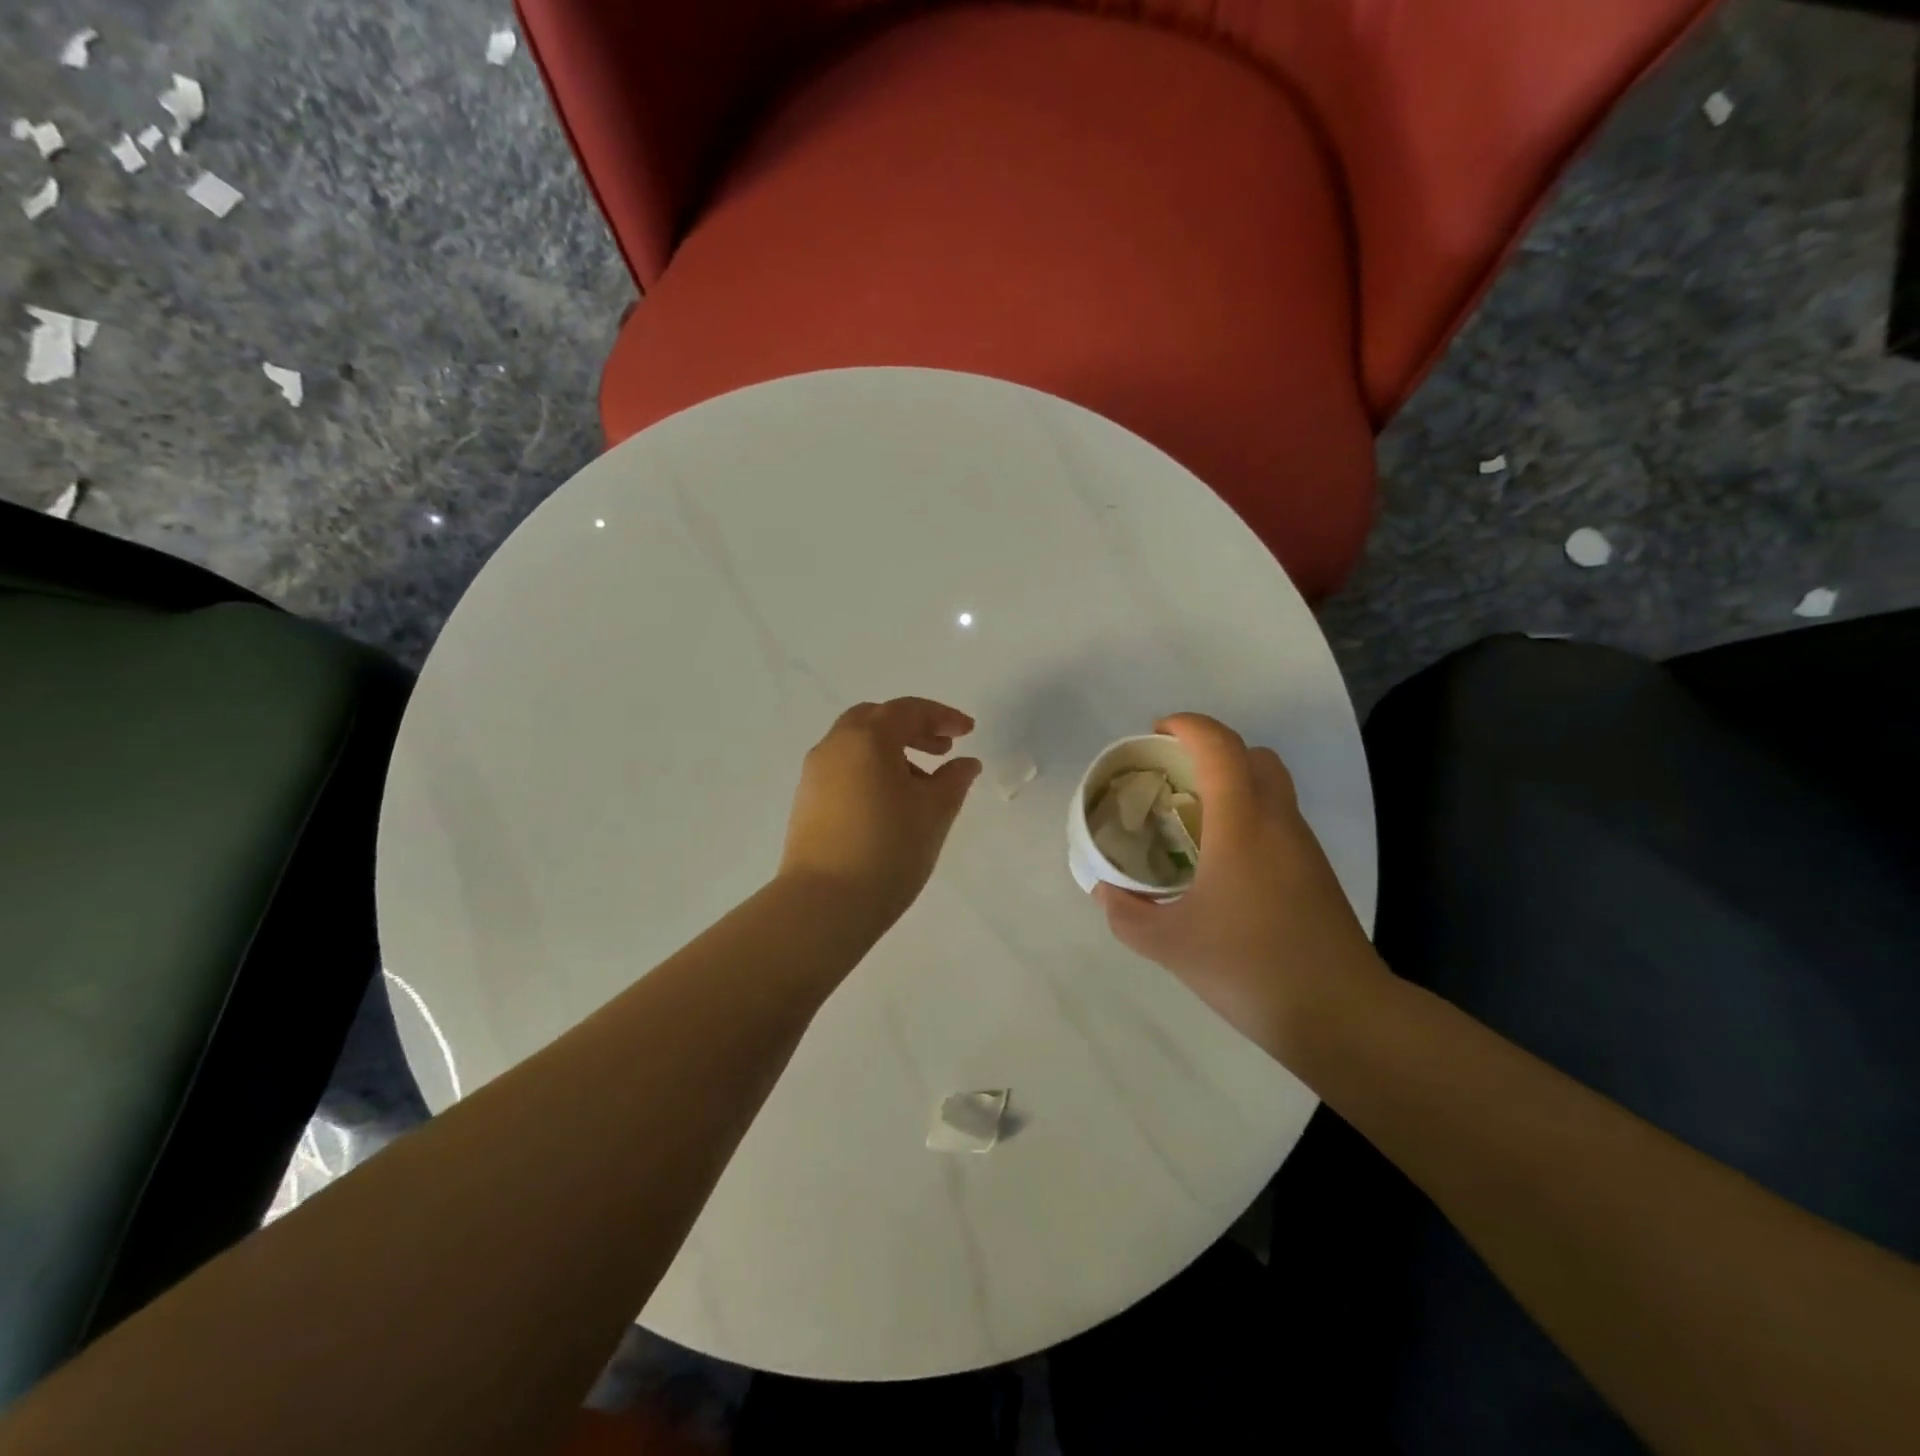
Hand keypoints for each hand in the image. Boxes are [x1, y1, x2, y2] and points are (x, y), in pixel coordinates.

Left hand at [779, 698, 982, 926]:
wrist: (824, 904)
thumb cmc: (888, 850)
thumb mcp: (934, 812)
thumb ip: (954, 780)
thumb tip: (965, 763)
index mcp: (867, 738)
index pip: (908, 710)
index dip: (942, 716)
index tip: (968, 731)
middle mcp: (835, 746)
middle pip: (876, 719)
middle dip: (912, 728)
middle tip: (942, 749)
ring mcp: (814, 774)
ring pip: (857, 745)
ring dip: (891, 751)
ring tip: (922, 783)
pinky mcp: (806, 802)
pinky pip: (844, 769)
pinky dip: (871, 770)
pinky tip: (891, 803)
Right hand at [1095, 714, 1378, 1056]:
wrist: (1341, 1015)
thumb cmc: (1250, 967)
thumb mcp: (1169, 944)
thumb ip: (1127, 914)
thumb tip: (1106, 891)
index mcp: (1241, 824)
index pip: (1220, 746)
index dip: (1188, 726)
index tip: (1156, 733)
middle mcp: (1277, 822)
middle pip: (1254, 756)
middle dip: (1211, 750)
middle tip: (1173, 776)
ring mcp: (1303, 847)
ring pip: (1271, 787)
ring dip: (1232, 784)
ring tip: (1191, 819)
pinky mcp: (1315, 873)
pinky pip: (1277, 820)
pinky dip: (1248, 817)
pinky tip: (1221, 862)